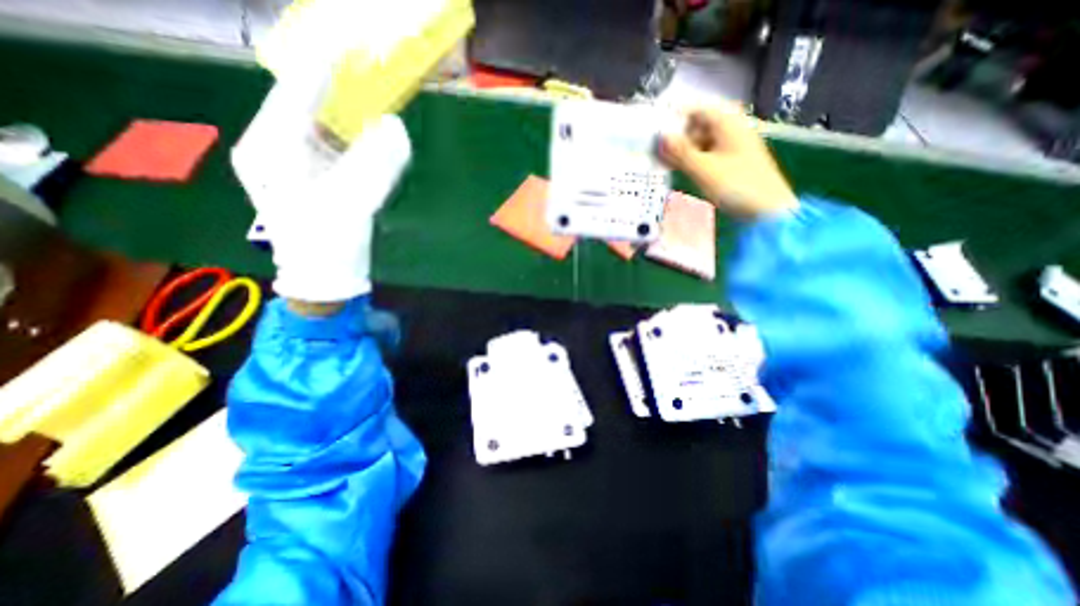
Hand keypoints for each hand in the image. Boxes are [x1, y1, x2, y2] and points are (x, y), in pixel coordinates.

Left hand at [230, 74, 408, 305]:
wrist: (325, 277)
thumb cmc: (329, 244)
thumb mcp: (353, 202)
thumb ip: (377, 163)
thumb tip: (395, 126)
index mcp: (270, 150)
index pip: (294, 94)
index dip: (322, 69)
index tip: (348, 45)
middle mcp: (274, 148)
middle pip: (304, 105)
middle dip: (336, 89)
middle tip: (366, 73)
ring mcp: (292, 162)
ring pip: (320, 124)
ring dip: (346, 113)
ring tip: (371, 99)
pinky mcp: (311, 176)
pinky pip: (332, 146)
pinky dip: (353, 138)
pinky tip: (370, 137)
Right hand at [654, 105, 796, 219]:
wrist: (766, 208)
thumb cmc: (736, 185)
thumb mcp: (703, 169)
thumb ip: (680, 152)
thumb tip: (660, 137)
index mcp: (727, 123)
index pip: (695, 110)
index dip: (674, 119)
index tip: (654, 132)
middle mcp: (730, 129)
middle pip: (697, 126)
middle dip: (676, 139)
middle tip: (656, 154)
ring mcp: (731, 146)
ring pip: (700, 142)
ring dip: (682, 152)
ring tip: (664, 165)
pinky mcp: (731, 161)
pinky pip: (707, 155)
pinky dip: (693, 161)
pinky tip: (680, 172)